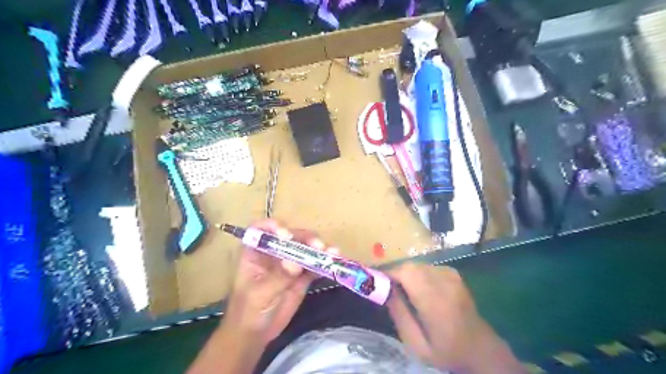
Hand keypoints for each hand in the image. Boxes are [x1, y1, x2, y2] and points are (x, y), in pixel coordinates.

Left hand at [223, 220, 336, 344]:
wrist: (255, 335)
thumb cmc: (248, 311)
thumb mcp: (260, 294)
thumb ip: (278, 277)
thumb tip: (296, 263)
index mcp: (255, 252)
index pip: (262, 230)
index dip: (274, 226)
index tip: (287, 235)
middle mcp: (274, 253)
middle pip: (291, 236)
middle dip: (305, 237)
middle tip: (319, 246)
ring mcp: (289, 263)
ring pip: (305, 248)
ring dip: (319, 248)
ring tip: (332, 252)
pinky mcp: (302, 275)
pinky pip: (314, 264)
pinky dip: (324, 262)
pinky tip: (334, 261)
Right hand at [388, 263, 522, 373]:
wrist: (480, 348)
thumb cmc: (446, 351)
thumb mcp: (417, 344)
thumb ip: (399, 315)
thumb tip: (385, 290)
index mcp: (435, 301)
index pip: (406, 274)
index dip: (389, 274)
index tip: (377, 283)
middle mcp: (444, 282)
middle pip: (410, 267)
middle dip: (396, 275)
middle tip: (389, 290)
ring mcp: (451, 275)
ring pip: (418, 265)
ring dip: (407, 275)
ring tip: (405, 293)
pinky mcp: (454, 273)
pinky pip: (427, 267)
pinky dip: (418, 275)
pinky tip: (421, 290)